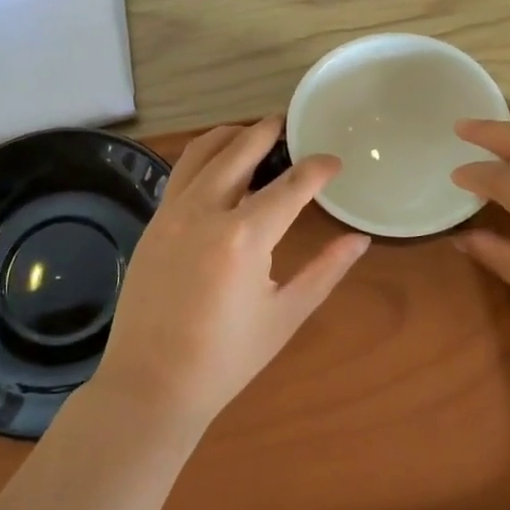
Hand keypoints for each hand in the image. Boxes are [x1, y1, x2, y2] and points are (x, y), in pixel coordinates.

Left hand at [94, 116, 370, 429]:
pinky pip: (179, 174)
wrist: (150, 385)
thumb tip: (358, 239)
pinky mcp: (152, 224)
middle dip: (267, 131)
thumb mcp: (285, 315)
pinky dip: (202, 158)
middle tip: (287, 124)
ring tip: (250, 132)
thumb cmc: (226, 359)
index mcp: (244, 236)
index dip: (317, 169)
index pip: (291, 186)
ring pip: (201, 153)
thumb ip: (325, 271)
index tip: (334, 162)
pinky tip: (217, 168)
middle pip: (239, 150)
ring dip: (229, 136)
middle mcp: (204, 211)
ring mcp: (171, 214)